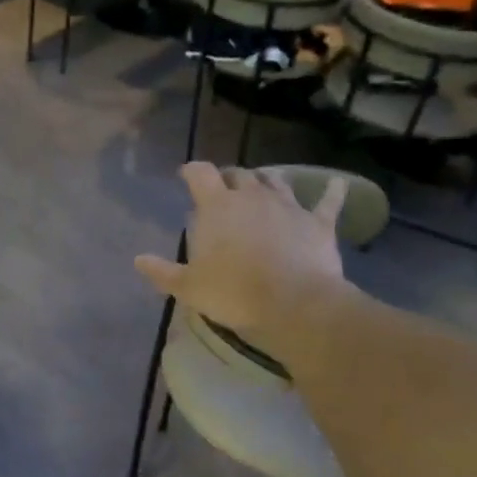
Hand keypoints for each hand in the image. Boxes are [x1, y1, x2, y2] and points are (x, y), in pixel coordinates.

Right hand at [135, 163, 355, 347]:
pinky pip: (328, 202)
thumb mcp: (188, 287)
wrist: (294, 305)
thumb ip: (163, 271)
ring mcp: (288, 207)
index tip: (186, 175)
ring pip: (276, 181)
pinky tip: (338, 184)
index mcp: (217, 206)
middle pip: (238, 174)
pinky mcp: (318, 223)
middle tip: (222, 189)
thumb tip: (138, 260)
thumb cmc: (233, 293)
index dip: (192, 171)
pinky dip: (333, 192)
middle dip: (228, 178)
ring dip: (266, 181)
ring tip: (262, 185)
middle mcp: (252, 196)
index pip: (200, 173)